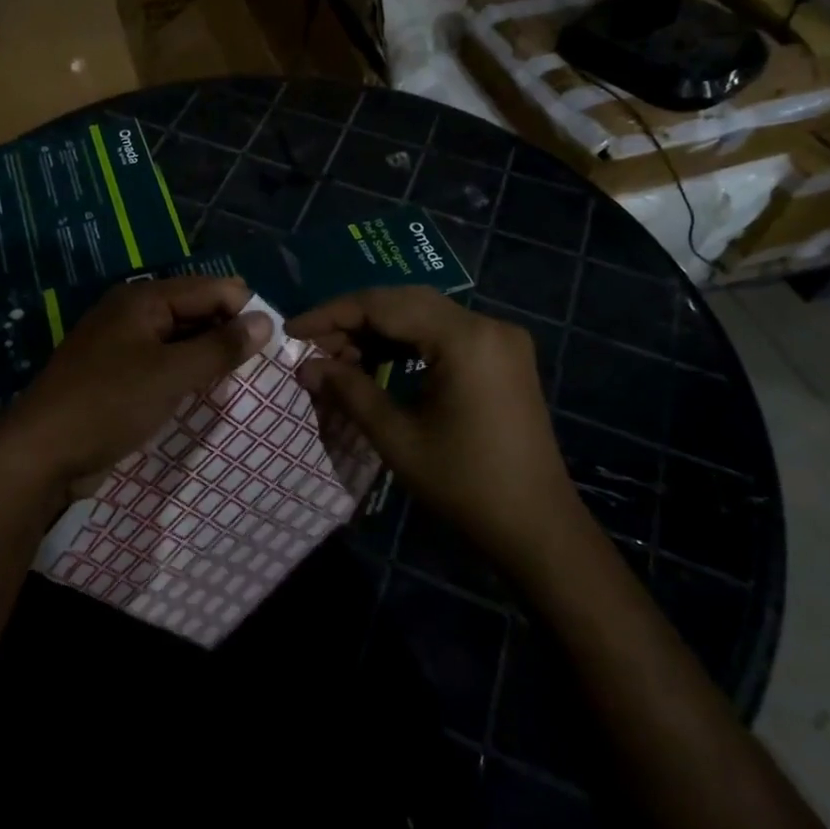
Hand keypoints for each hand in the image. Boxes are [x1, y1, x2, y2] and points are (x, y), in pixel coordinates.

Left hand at [0, 276, 272, 494]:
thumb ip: (221, 347)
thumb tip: (266, 321)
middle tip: (260, 369)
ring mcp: (123, 345)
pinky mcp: (118, 375)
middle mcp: (133, 313)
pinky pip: (164, 364)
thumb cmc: (108, 405)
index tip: (270, 347)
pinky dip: (186, 374)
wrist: (40, 454)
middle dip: (227, 335)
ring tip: (239, 383)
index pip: (211, 288)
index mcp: (143, 299)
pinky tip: (204, 393)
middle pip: (196, 311)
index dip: (243, 311)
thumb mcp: (171, 374)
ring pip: (181, 340)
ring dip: (208, 357)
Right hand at [287, 287, 576, 566]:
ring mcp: (499, 338)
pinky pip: (445, 332)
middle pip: (404, 301)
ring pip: (424, 314)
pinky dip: (408, 341)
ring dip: (379, 329)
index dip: (332, 314)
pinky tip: (377, 360)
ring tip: (339, 356)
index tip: (293, 331)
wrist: (537, 526)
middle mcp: (486, 324)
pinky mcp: (503, 355)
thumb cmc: (464, 484)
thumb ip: (349, 391)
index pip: (383, 305)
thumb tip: (306, 366)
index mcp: (464, 338)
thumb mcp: (397, 437)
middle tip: (313, 346)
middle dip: (353, 319)